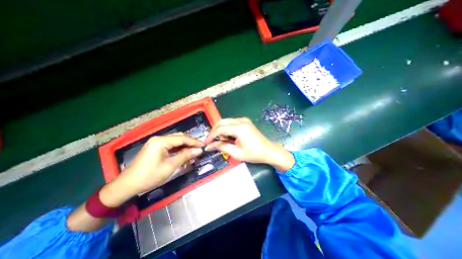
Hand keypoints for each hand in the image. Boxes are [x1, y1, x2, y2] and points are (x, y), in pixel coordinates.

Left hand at [101, 133, 202, 206]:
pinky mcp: (156, 148)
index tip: (204, 146)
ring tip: (194, 153)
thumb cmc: (149, 176)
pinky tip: (184, 155)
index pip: (182, 138)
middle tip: (200, 150)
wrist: (128, 185)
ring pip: (176, 141)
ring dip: (185, 147)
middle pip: (179, 138)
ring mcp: (157, 143)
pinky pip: (171, 146)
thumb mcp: (170, 166)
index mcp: (161, 141)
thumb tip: (199, 150)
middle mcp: (159, 139)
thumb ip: (185, 156)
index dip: (194, 142)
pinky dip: (179, 150)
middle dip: (190, 143)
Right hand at [204, 117, 293, 171]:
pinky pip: (231, 123)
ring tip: (220, 140)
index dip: (211, 135)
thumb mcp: (237, 153)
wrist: (269, 151)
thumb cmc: (255, 154)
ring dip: (220, 130)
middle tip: (211, 141)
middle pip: (221, 121)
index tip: (206, 142)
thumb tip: (210, 146)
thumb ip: (222, 147)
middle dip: (214, 131)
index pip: (220, 128)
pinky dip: (226, 129)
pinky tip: (227, 137)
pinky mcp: (245, 122)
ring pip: (225, 121)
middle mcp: (241, 121)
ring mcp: (243, 120)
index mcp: (240, 128)